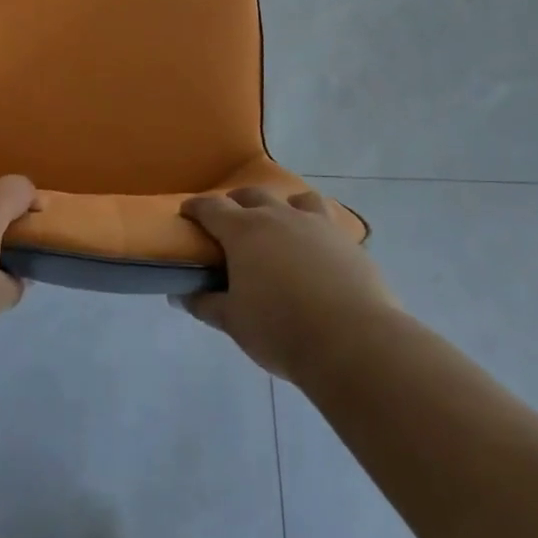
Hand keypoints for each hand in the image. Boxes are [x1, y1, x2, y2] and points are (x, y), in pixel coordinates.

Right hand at [179, 188, 396, 380]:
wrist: (353, 341)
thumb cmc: (281, 329)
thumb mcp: (234, 322)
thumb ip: (206, 304)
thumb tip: (183, 295)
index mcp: (244, 231)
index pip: (212, 208)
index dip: (196, 207)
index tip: (187, 211)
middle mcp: (279, 217)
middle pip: (252, 195)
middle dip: (237, 203)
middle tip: (231, 223)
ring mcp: (317, 225)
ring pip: (297, 198)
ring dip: (283, 206)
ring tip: (281, 225)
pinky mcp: (348, 241)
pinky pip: (328, 221)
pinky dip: (315, 228)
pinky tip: (317, 249)